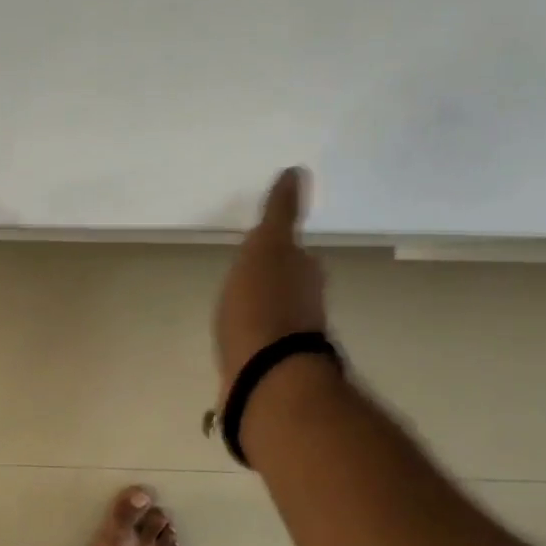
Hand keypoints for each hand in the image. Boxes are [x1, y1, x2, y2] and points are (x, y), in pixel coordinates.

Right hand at [213, 167, 327, 402]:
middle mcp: (306, 306)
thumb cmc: (262, 305)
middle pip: (292, 287)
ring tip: (240, 309)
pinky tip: (239, 342)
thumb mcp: (267, 248)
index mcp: (305, 274)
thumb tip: (296, 172)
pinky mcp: (271, 368)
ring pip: (278, 317)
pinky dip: (253, 339)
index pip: (298, 256)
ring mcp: (290, 340)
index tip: (267, 246)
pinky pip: (262, 344)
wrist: (263, 373)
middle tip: (252, 277)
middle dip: (276, 281)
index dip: (283, 251)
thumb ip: (280, 214)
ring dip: (265, 311)